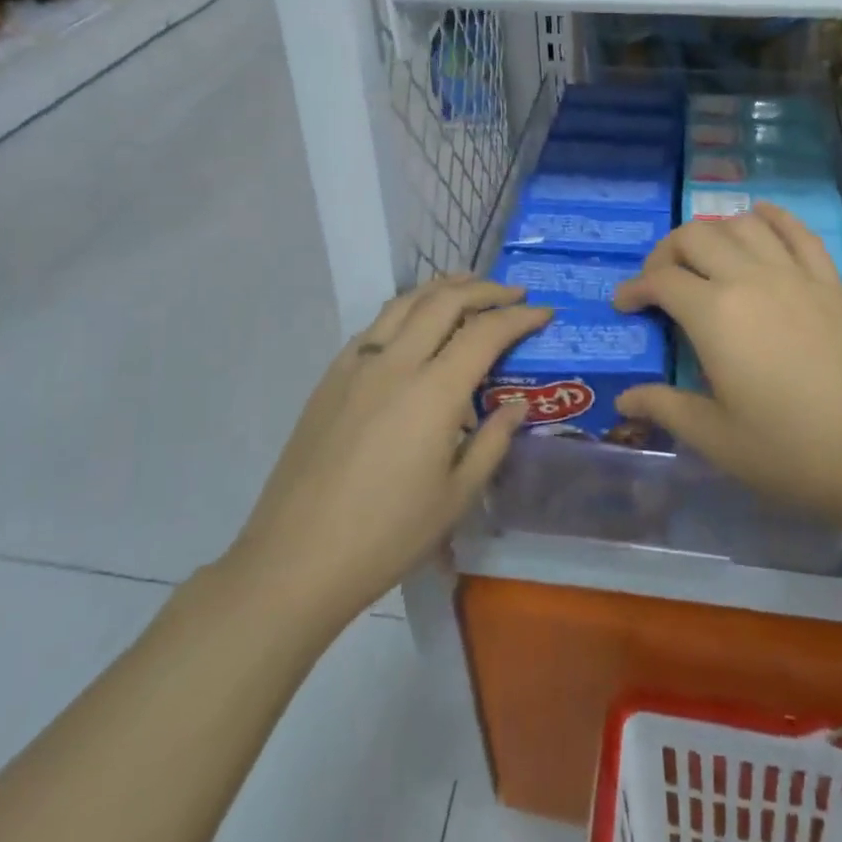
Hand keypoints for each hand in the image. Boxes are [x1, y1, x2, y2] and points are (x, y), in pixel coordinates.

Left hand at [223, 277, 549, 632]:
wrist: (297, 558)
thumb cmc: (388, 534)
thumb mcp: (457, 496)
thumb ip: (493, 441)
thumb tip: (518, 405)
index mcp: (434, 391)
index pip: (485, 332)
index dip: (519, 317)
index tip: (544, 312)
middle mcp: (397, 363)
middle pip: (445, 301)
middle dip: (484, 289)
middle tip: (512, 293)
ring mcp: (358, 365)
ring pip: (405, 302)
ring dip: (441, 287)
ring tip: (466, 284)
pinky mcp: (331, 377)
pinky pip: (376, 326)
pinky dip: (405, 309)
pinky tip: (413, 322)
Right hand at [612, 203, 841, 530]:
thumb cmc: (789, 452)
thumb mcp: (716, 438)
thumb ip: (665, 407)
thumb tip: (624, 400)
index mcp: (715, 315)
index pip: (661, 280)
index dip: (634, 288)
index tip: (624, 305)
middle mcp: (749, 279)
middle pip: (695, 236)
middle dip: (666, 253)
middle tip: (660, 283)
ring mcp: (793, 275)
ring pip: (741, 224)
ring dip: (713, 233)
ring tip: (705, 260)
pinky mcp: (828, 282)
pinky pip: (797, 231)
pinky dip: (772, 218)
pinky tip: (759, 221)